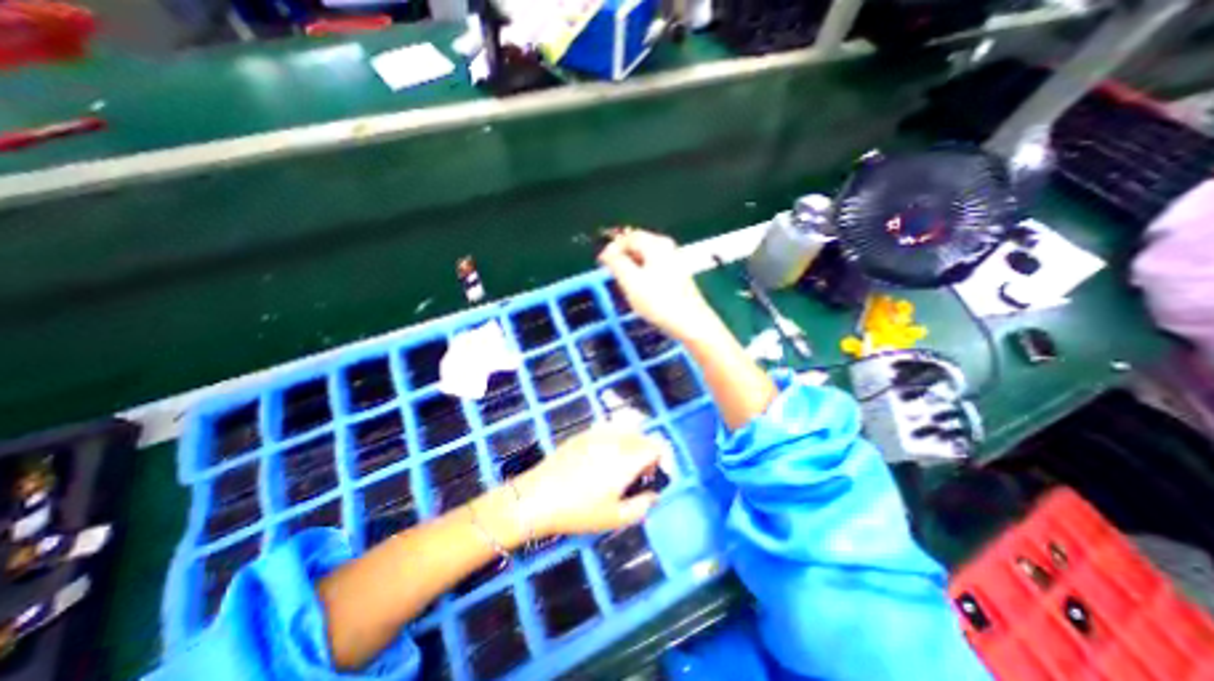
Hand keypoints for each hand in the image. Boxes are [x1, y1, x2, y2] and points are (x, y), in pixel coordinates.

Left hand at [512, 430, 661, 538]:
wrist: (537, 497)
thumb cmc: (578, 510)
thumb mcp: (615, 517)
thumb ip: (642, 506)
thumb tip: (654, 495)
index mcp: (627, 457)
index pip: (658, 445)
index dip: (665, 459)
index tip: (659, 476)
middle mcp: (616, 438)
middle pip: (643, 435)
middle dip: (649, 453)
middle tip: (641, 476)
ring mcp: (598, 433)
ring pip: (627, 427)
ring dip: (633, 443)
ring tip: (625, 464)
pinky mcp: (583, 433)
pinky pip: (609, 428)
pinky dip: (616, 438)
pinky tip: (605, 458)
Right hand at [599, 228, 717, 343]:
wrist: (690, 322)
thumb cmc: (659, 302)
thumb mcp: (631, 282)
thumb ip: (617, 263)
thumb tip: (607, 252)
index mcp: (656, 244)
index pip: (628, 237)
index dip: (612, 247)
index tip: (601, 262)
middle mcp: (667, 247)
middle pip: (639, 244)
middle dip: (622, 256)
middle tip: (610, 271)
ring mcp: (675, 260)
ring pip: (646, 256)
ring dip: (631, 265)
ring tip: (622, 281)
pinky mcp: (677, 274)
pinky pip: (654, 266)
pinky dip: (642, 272)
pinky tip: (640, 288)